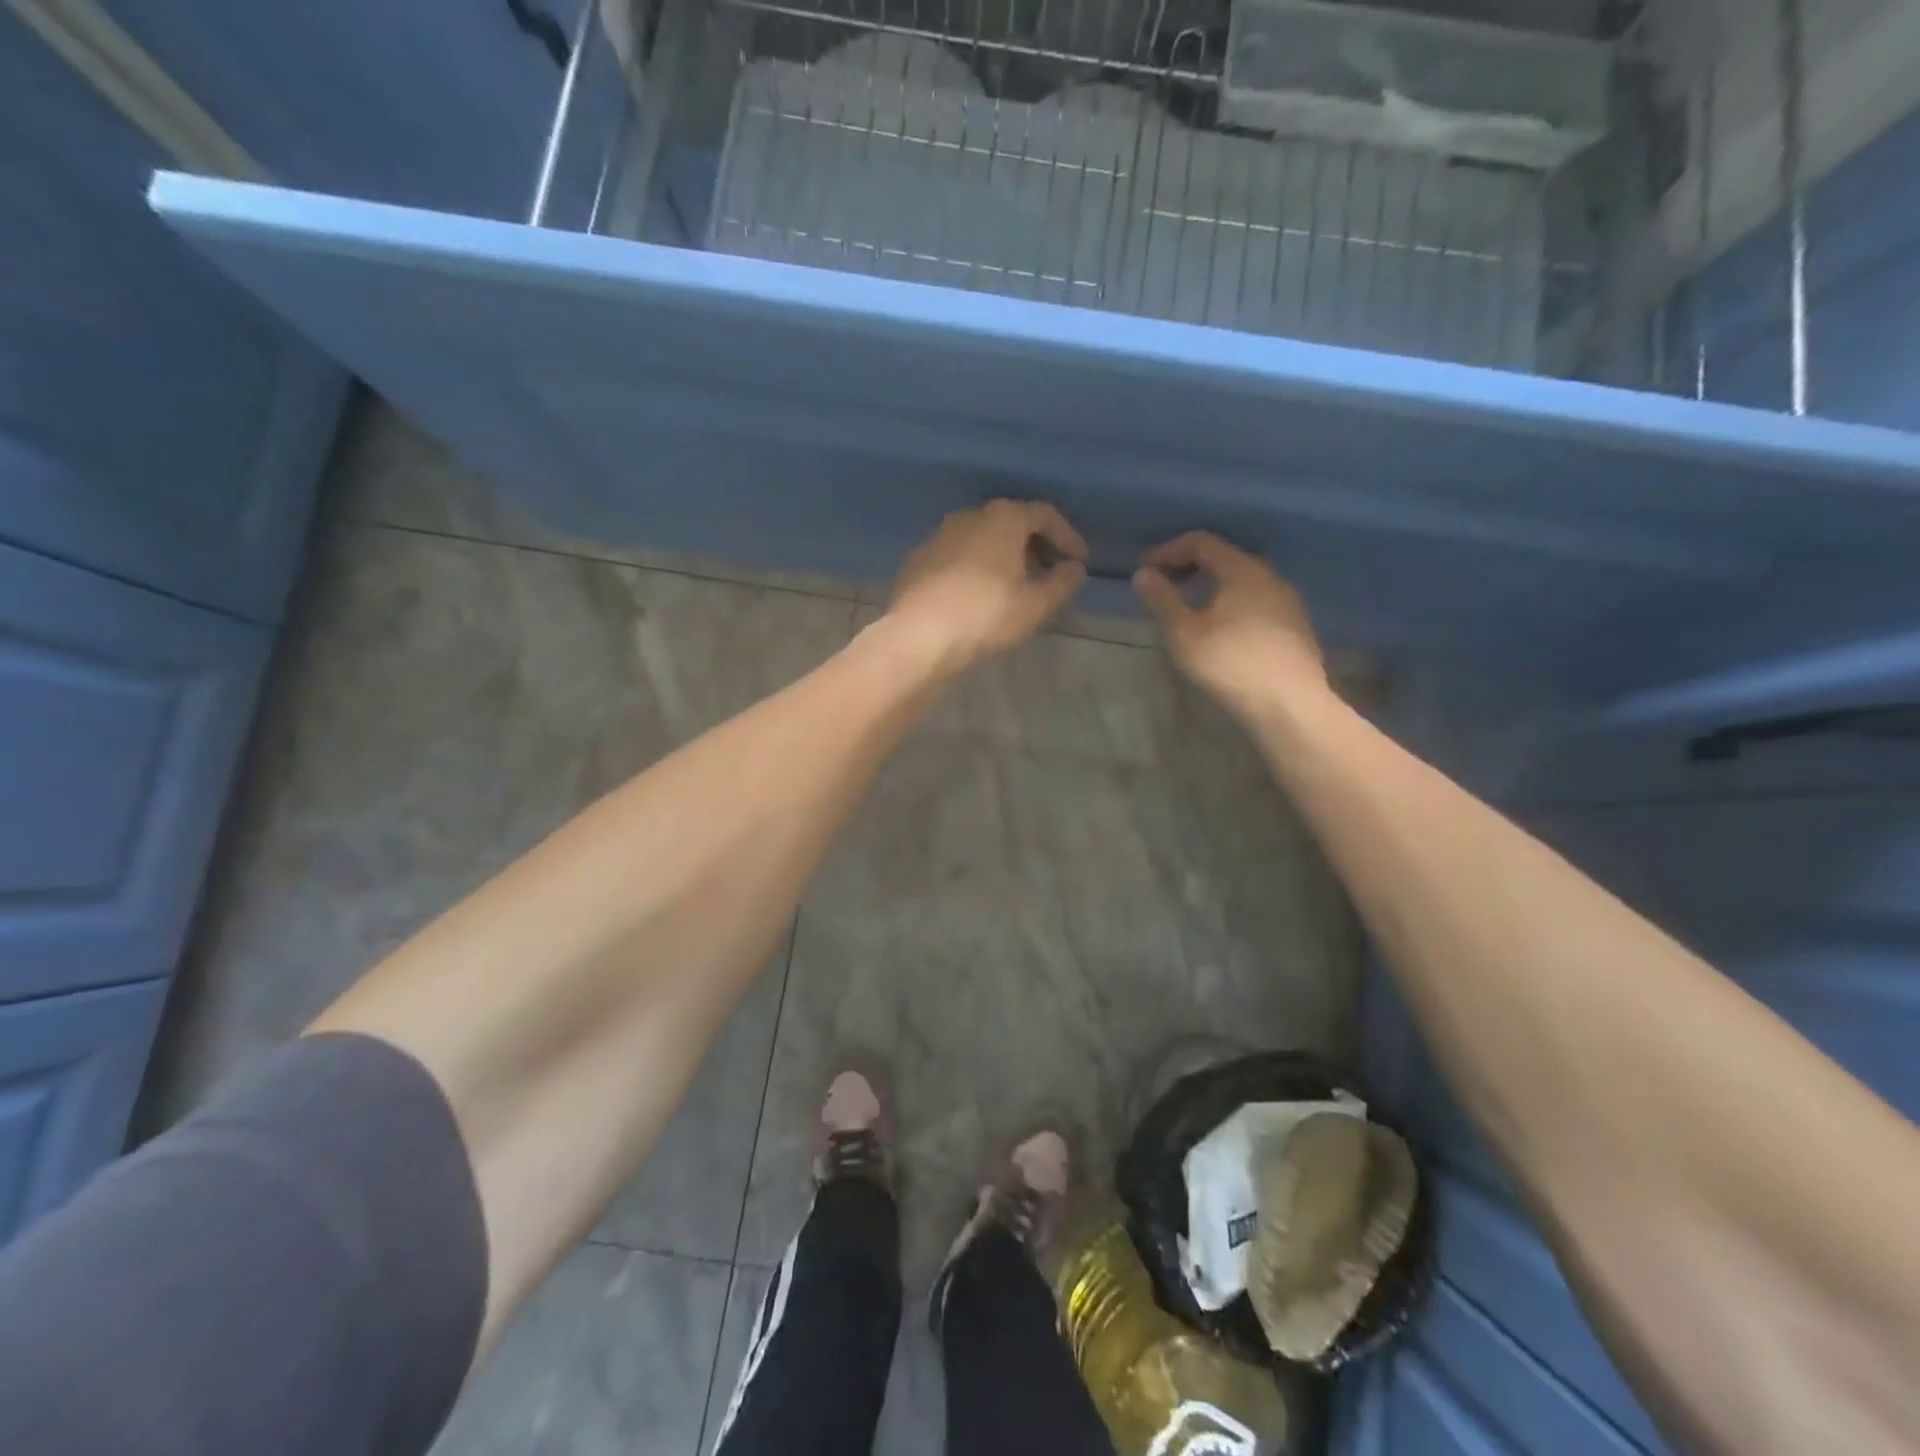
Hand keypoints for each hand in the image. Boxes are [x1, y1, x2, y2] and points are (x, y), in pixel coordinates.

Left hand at [886, 500, 1087, 673]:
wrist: (918, 637)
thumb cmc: (986, 616)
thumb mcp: (1036, 605)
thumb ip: (1062, 583)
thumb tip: (1074, 569)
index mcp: (1003, 518)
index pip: (1044, 514)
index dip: (1067, 536)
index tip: (1079, 561)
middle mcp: (969, 516)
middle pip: (1010, 522)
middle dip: (1034, 544)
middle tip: (1048, 572)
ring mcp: (938, 536)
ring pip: (981, 538)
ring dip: (1003, 555)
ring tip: (1015, 585)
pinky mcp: (917, 560)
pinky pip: (956, 555)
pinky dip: (975, 567)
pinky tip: (978, 595)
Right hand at [1133, 532, 1326, 719]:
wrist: (1290, 705)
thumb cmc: (1230, 664)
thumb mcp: (1184, 633)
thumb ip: (1162, 599)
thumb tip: (1143, 574)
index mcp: (1242, 570)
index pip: (1201, 542)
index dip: (1168, 550)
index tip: (1144, 569)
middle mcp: (1269, 576)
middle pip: (1224, 557)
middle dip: (1189, 566)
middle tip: (1164, 586)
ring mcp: (1287, 601)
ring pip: (1242, 580)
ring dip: (1211, 586)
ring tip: (1189, 608)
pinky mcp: (1295, 626)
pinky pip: (1255, 600)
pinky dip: (1230, 602)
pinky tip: (1220, 629)